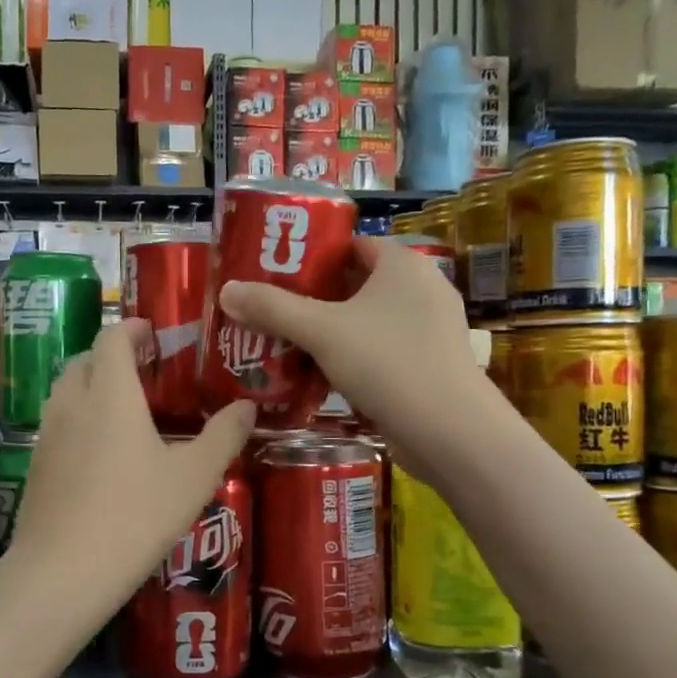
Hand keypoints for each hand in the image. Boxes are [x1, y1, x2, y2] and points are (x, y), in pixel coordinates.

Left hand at [2, 320, 255, 644]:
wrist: (62, 573)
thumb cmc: (136, 516)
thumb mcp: (194, 477)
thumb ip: (224, 436)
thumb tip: (248, 407)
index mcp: (110, 392)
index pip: (112, 337)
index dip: (132, 327)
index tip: (153, 332)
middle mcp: (72, 402)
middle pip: (85, 360)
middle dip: (113, 355)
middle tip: (146, 372)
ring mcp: (48, 434)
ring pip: (67, 391)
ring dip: (92, 385)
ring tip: (124, 408)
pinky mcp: (36, 465)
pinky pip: (58, 423)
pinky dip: (79, 418)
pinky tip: (101, 452)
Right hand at [219, 236, 479, 458]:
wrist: (450, 432)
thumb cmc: (387, 364)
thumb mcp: (322, 331)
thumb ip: (272, 309)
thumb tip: (226, 290)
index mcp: (403, 265)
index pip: (351, 245)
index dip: (312, 255)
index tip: (275, 273)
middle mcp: (423, 288)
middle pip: (357, 284)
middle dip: (314, 298)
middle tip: (272, 311)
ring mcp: (430, 329)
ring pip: (368, 321)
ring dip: (331, 332)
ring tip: (286, 344)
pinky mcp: (430, 365)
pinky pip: (382, 350)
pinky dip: (353, 357)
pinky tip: (321, 376)